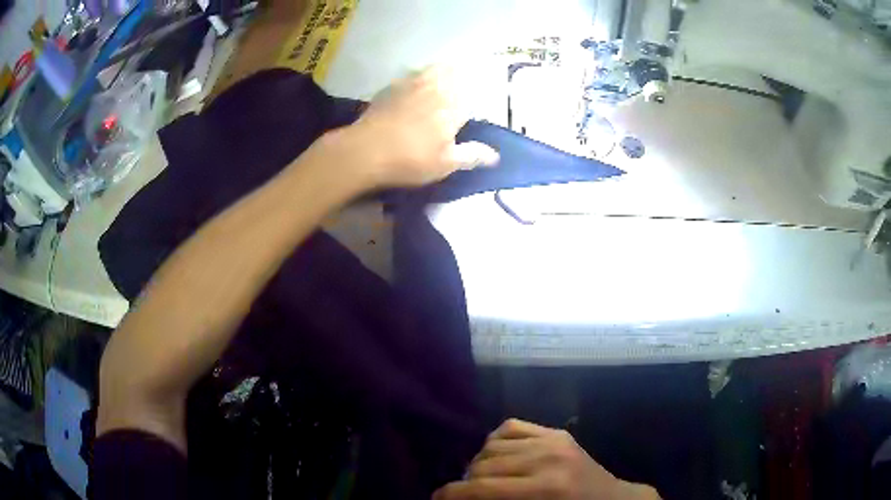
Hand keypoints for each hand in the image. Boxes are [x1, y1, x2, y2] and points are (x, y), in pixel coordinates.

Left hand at [331, 67, 498, 187]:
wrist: (365, 151)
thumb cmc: (411, 159)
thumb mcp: (445, 164)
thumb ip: (471, 155)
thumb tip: (495, 156)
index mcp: (453, 105)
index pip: (471, 89)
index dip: (478, 85)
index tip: (481, 83)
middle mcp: (434, 88)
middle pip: (450, 71)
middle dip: (459, 71)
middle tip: (463, 71)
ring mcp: (409, 85)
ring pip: (429, 69)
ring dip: (438, 69)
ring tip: (441, 72)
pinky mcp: (388, 89)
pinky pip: (408, 76)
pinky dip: (415, 76)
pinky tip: (412, 83)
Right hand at [433, 419, 659, 499]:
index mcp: (545, 488)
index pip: (482, 488)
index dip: (451, 494)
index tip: (436, 498)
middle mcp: (547, 458)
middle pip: (483, 465)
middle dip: (464, 482)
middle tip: (461, 494)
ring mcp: (554, 440)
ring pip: (492, 445)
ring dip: (478, 463)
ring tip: (479, 479)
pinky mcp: (557, 433)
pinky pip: (511, 427)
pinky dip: (495, 441)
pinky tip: (496, 456)